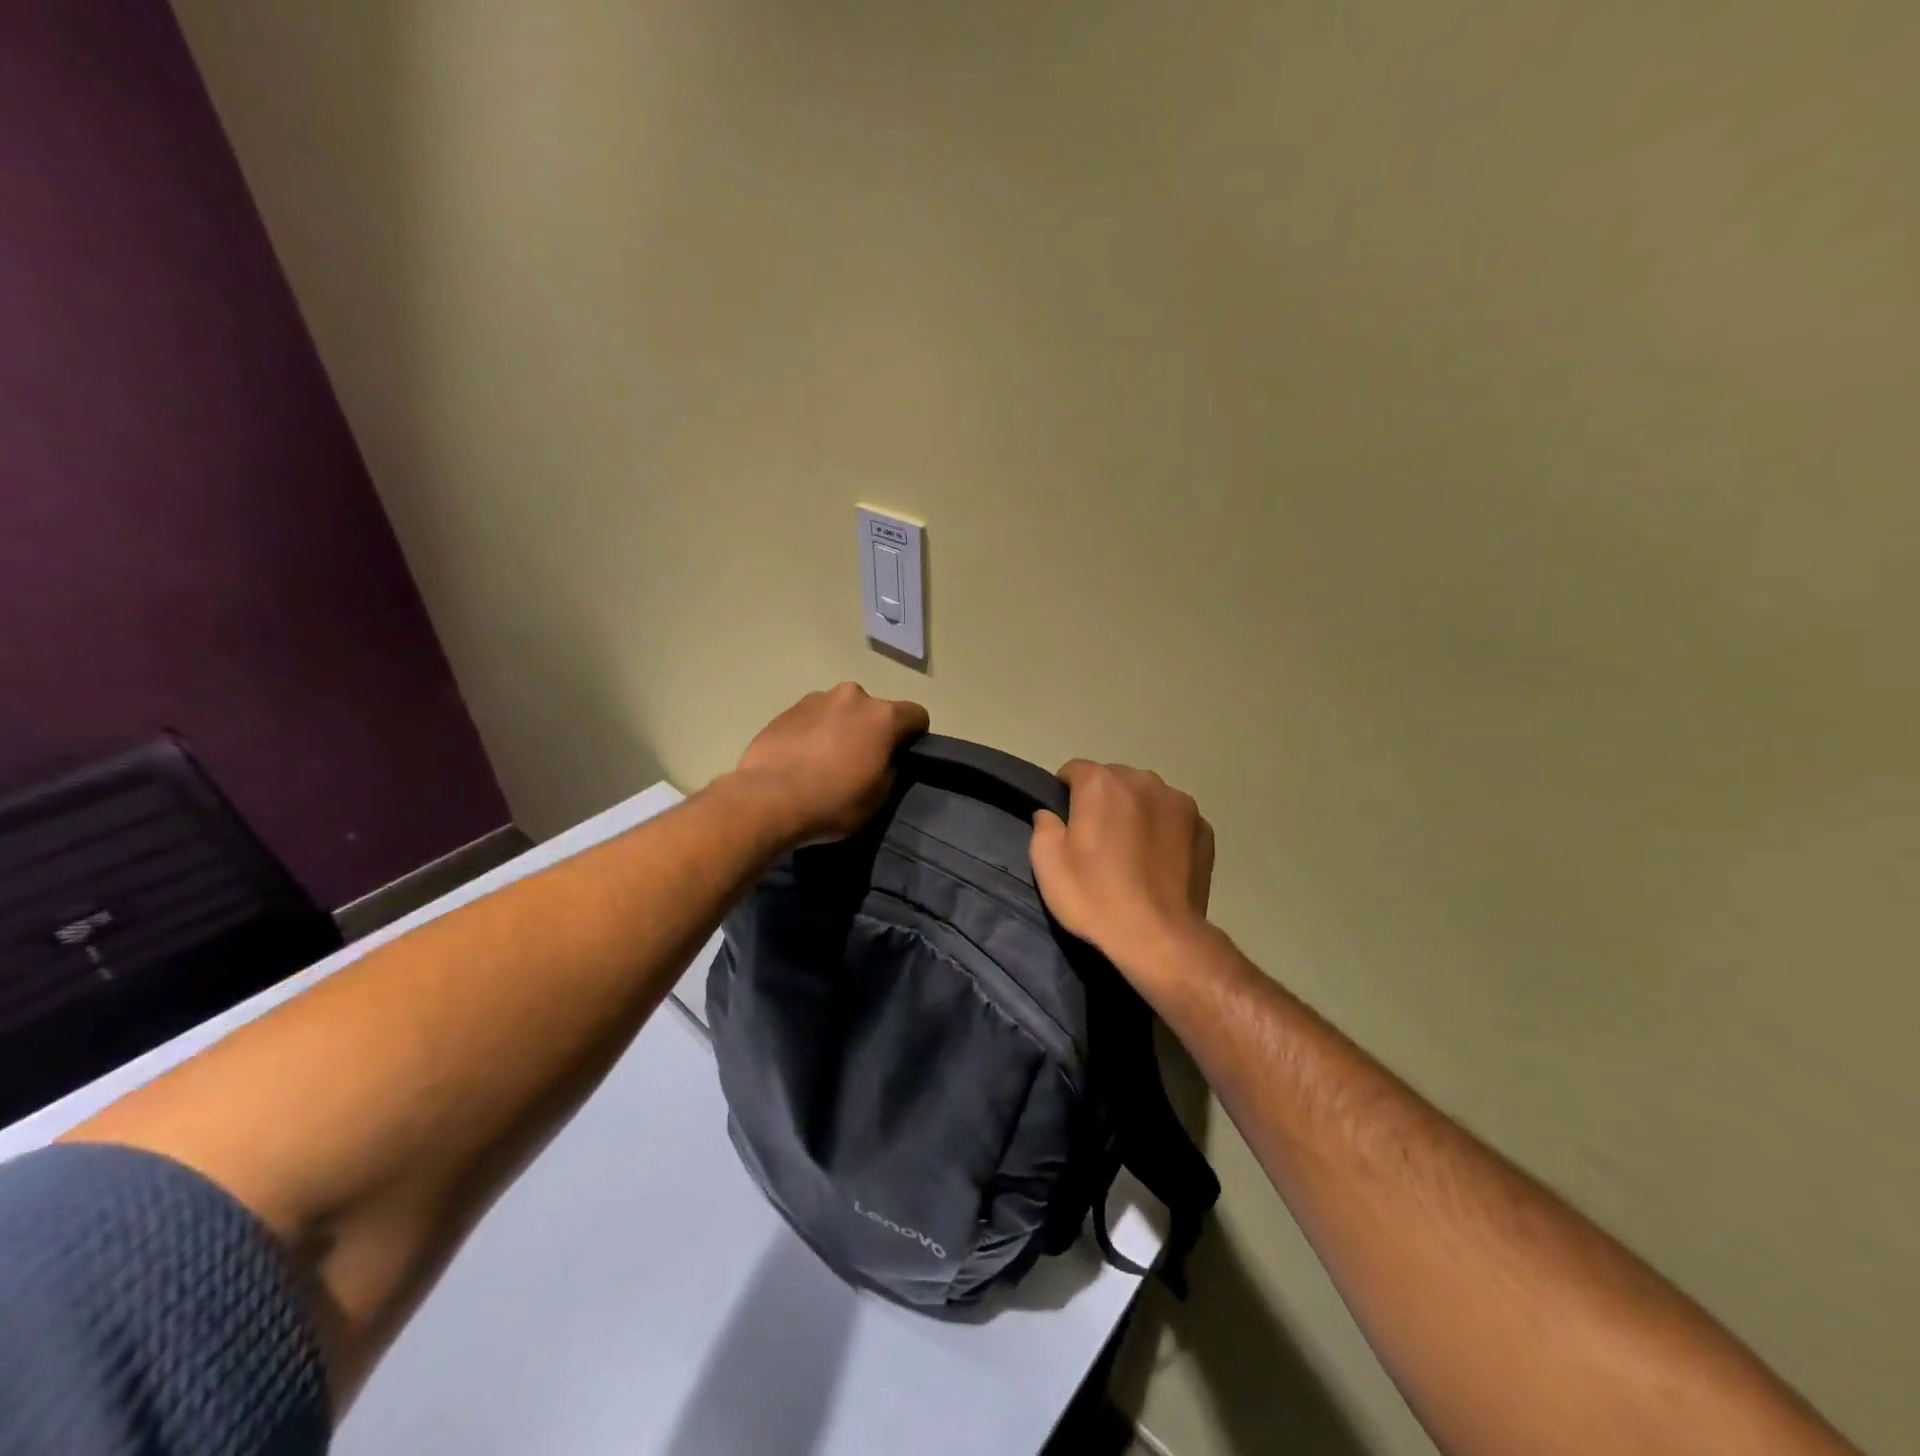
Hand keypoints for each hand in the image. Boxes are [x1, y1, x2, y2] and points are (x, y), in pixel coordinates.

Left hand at [729, 683, 930, 845]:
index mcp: (882, 716)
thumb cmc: (832, 802)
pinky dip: (814, 733)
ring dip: (841, 728)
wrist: (766, 800)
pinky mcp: (786, 709)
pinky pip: (812, 718)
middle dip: (872, 730)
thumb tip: (888, 758)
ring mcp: (816, 699)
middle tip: (860, 762)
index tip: (902, 757)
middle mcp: (852, 696)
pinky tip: (801, 760)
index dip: (915, 736)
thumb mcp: (878, 797)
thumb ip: (891, 768)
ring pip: (841, 711)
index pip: (917, 715)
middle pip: (875, 710)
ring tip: (825, 761)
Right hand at [1029, 761, 1215, 989]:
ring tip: (1132, 852)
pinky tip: (1159, 862)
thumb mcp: (1047, 865)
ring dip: (1135, 812)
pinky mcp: (1203, 827)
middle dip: (1103, 802)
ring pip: (1146, 797)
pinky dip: (1164, 830)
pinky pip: (1173, 818)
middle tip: (1098, 842)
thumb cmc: (1096, 898)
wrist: (1160, 937)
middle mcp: (1143, 780)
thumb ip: (1044, 826)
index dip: (1065, 794)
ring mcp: (1179, 802)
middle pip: (1114, 781)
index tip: (1066, 824)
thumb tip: (1050, 814)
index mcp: (1101, 784)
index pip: (1074, 770)